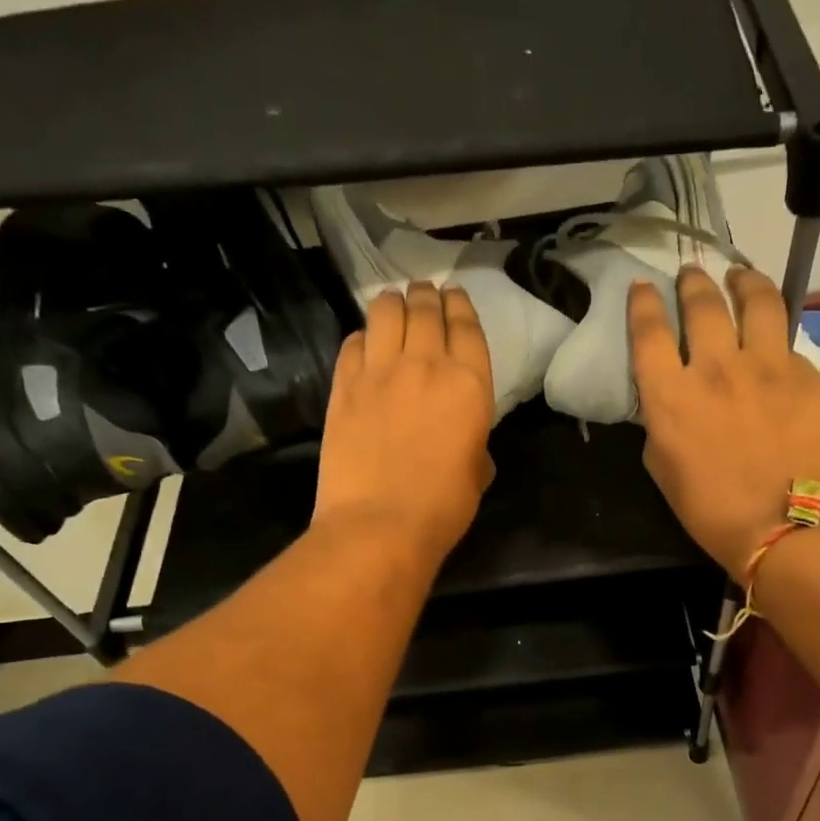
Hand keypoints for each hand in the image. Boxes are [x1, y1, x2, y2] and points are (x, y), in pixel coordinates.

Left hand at [314, 281, 495, 563]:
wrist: (379, 524)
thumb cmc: (441, 508)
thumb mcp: (476, 474)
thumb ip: (473, 443)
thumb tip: (464, 441)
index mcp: (469, 385)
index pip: (466, 326)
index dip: (460, 305)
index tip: (454, 297)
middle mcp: (425, 365)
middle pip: (425, 309)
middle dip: (426, 297)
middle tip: (424, 296)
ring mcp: (379, 371)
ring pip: (385, 312)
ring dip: (393, 304)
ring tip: (394, 307)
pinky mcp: (343, 385)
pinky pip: (352, 342)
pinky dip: (362, 336)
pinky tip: (365, 344)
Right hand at [630, 268, 819, 580]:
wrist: (788, 526)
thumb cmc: (713, 511)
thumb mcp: (664, 468)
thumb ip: (662, 423)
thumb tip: (671, 401)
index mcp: (671, 395)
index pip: (649, 331)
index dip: (643, 303)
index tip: (643, 288)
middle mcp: (715, 367)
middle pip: (702, 303)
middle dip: (692, 282)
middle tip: (691, 276)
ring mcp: (766, 366)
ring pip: (756, 300)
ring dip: (742, 281)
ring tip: (739, 276)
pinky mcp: (806, 374)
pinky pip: (786, 343)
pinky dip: (774, 338)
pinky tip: (773, 345)